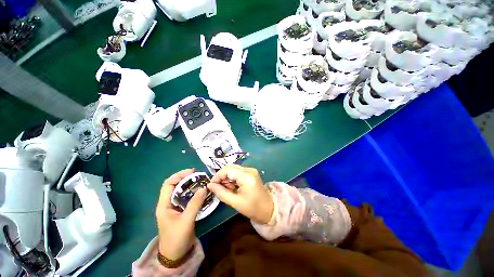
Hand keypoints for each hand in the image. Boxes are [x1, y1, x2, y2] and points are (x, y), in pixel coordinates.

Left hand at [156, 169, 206, 259]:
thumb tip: (204, 188)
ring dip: (191, 186)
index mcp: (164, 204)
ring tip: (202, 182)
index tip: (192, 171)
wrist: (175, 256)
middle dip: (187, 179)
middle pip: (176, 186)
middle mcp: (168, 203)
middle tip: (200, 176)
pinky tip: (202, 193)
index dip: (179, 175)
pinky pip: (187, 198)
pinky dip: (194, 193)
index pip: (169, 184)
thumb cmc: (176, 239)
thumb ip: (195, 204)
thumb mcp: (186, 221)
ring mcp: (175, 207)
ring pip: (182, 191)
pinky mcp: (181, 211)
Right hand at [208, 165, 273, 223]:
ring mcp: (251, 170)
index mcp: (246, 176)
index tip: (211, 185)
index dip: (218, 176)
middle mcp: (249, 169)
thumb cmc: (252, 208)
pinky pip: (238, 172)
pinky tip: (232, 187)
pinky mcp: (251, 173)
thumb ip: (221, 193)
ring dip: (227, 177)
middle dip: (222, 176)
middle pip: (230, 167)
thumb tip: (210, 185)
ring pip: (234, 169)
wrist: (269, 209)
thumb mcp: (235, 202)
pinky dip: (232, 178)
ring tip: (226, 189)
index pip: (228, 170)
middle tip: (218, 187)